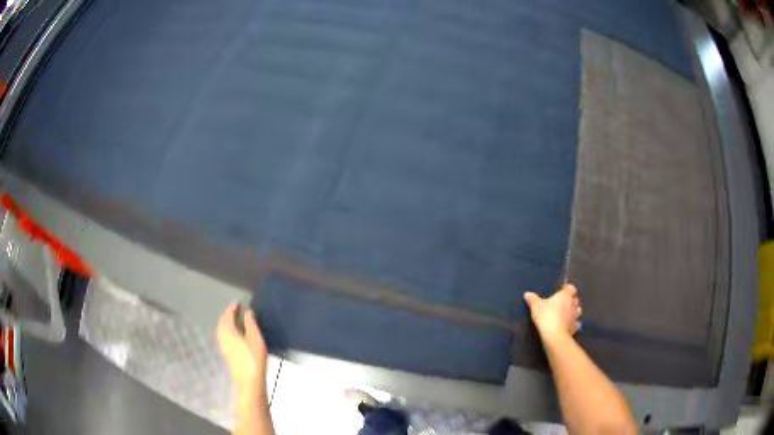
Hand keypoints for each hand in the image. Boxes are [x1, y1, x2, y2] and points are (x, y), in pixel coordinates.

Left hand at [217, 303, 267, 391]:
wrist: (249, 380)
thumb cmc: (254, 358)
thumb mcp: (256, 338)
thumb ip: (251, 323)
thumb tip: (247, 312)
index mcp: (230, 331)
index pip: (228, 316)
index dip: (232, 308)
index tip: (237, 303)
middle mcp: (223, 337)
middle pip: (222, 322)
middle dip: (227, 314)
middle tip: (234, 309)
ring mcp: (223, 346)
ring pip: (220, 329)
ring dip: (224, 322)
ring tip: (231, 319)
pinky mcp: (226, 353)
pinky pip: (221, 336)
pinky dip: (224, 329)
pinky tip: (231, 334)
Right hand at [524, 284, 581, 340]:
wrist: (554, 336)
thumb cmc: (546, 316)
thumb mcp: (536, 306)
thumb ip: (532, 299)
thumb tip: (527, 293)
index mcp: (565, 296)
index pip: (570, 288)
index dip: (567, 288)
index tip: (561, 290)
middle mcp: (573, 304)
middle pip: (575, 299)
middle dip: (571, 300)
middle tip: (563, 303)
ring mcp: (575, 316)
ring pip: (578, 311)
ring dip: (574, 311)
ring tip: (567, 314)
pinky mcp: (575, 328)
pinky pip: (576, 324)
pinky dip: (573, 324)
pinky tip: (568, 326)